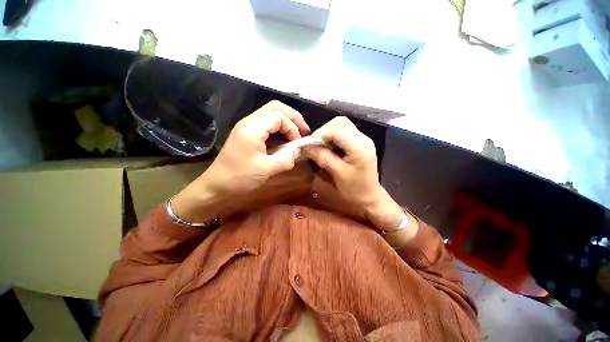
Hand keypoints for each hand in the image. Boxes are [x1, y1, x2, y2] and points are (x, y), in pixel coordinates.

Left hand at [172, 100, 309, 221]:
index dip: (293, 128)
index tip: (298, 143)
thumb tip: (299, 151)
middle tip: (304, 130)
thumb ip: (286, 159)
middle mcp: (249, 122)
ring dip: (286, 120)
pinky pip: (266, 123)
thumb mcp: (266, 170)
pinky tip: (284, 137)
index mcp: (253, 128)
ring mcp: (246, 126)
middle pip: (275, 107)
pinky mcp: (246, 133)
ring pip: (270, 113)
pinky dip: (279, 127)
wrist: (216, 186)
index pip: (279, 117)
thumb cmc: (239, 177)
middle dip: (293, 117)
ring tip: (297, 133)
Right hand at [304, 117, 414, 238]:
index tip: (309, 146)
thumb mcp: (338, 174)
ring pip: (341, 125)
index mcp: (359, 146)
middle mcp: (363, 138)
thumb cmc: (355, 190)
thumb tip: (307, 147)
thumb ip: (323, 157)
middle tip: (314, 145)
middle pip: (340, 123)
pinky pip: (343, 133)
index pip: (337, 129)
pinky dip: (332, 137)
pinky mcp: (359, 143)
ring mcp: (362, 139)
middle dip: (324, 131)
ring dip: (327, 133)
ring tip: (320, 146)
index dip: (320, 134)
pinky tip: (328, 147)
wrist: (370, 198)